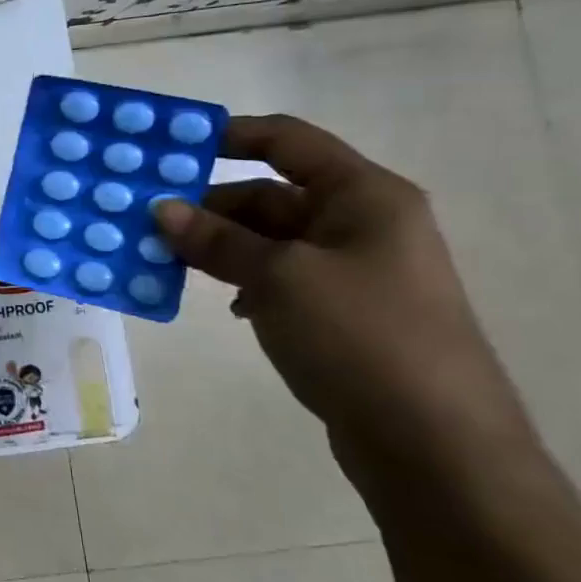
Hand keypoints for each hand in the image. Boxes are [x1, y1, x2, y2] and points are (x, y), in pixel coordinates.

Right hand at [153, 114, 533, 486]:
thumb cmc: (362, 338)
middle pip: (271, 194)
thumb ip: (217, 240)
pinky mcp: (341, 313)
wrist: (434, 445)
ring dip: (219, 245)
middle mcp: (362, 223)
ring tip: (164, 258)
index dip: (229, 136)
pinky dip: (242, 280)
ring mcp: (353, 271)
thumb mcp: (279, 279)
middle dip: (209, 205)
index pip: (288, 141)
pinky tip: (220, 302)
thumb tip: (161, 209)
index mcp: (363, 196)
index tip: (168, 148)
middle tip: (145, 219)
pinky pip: (279, 278)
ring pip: (270, 240)